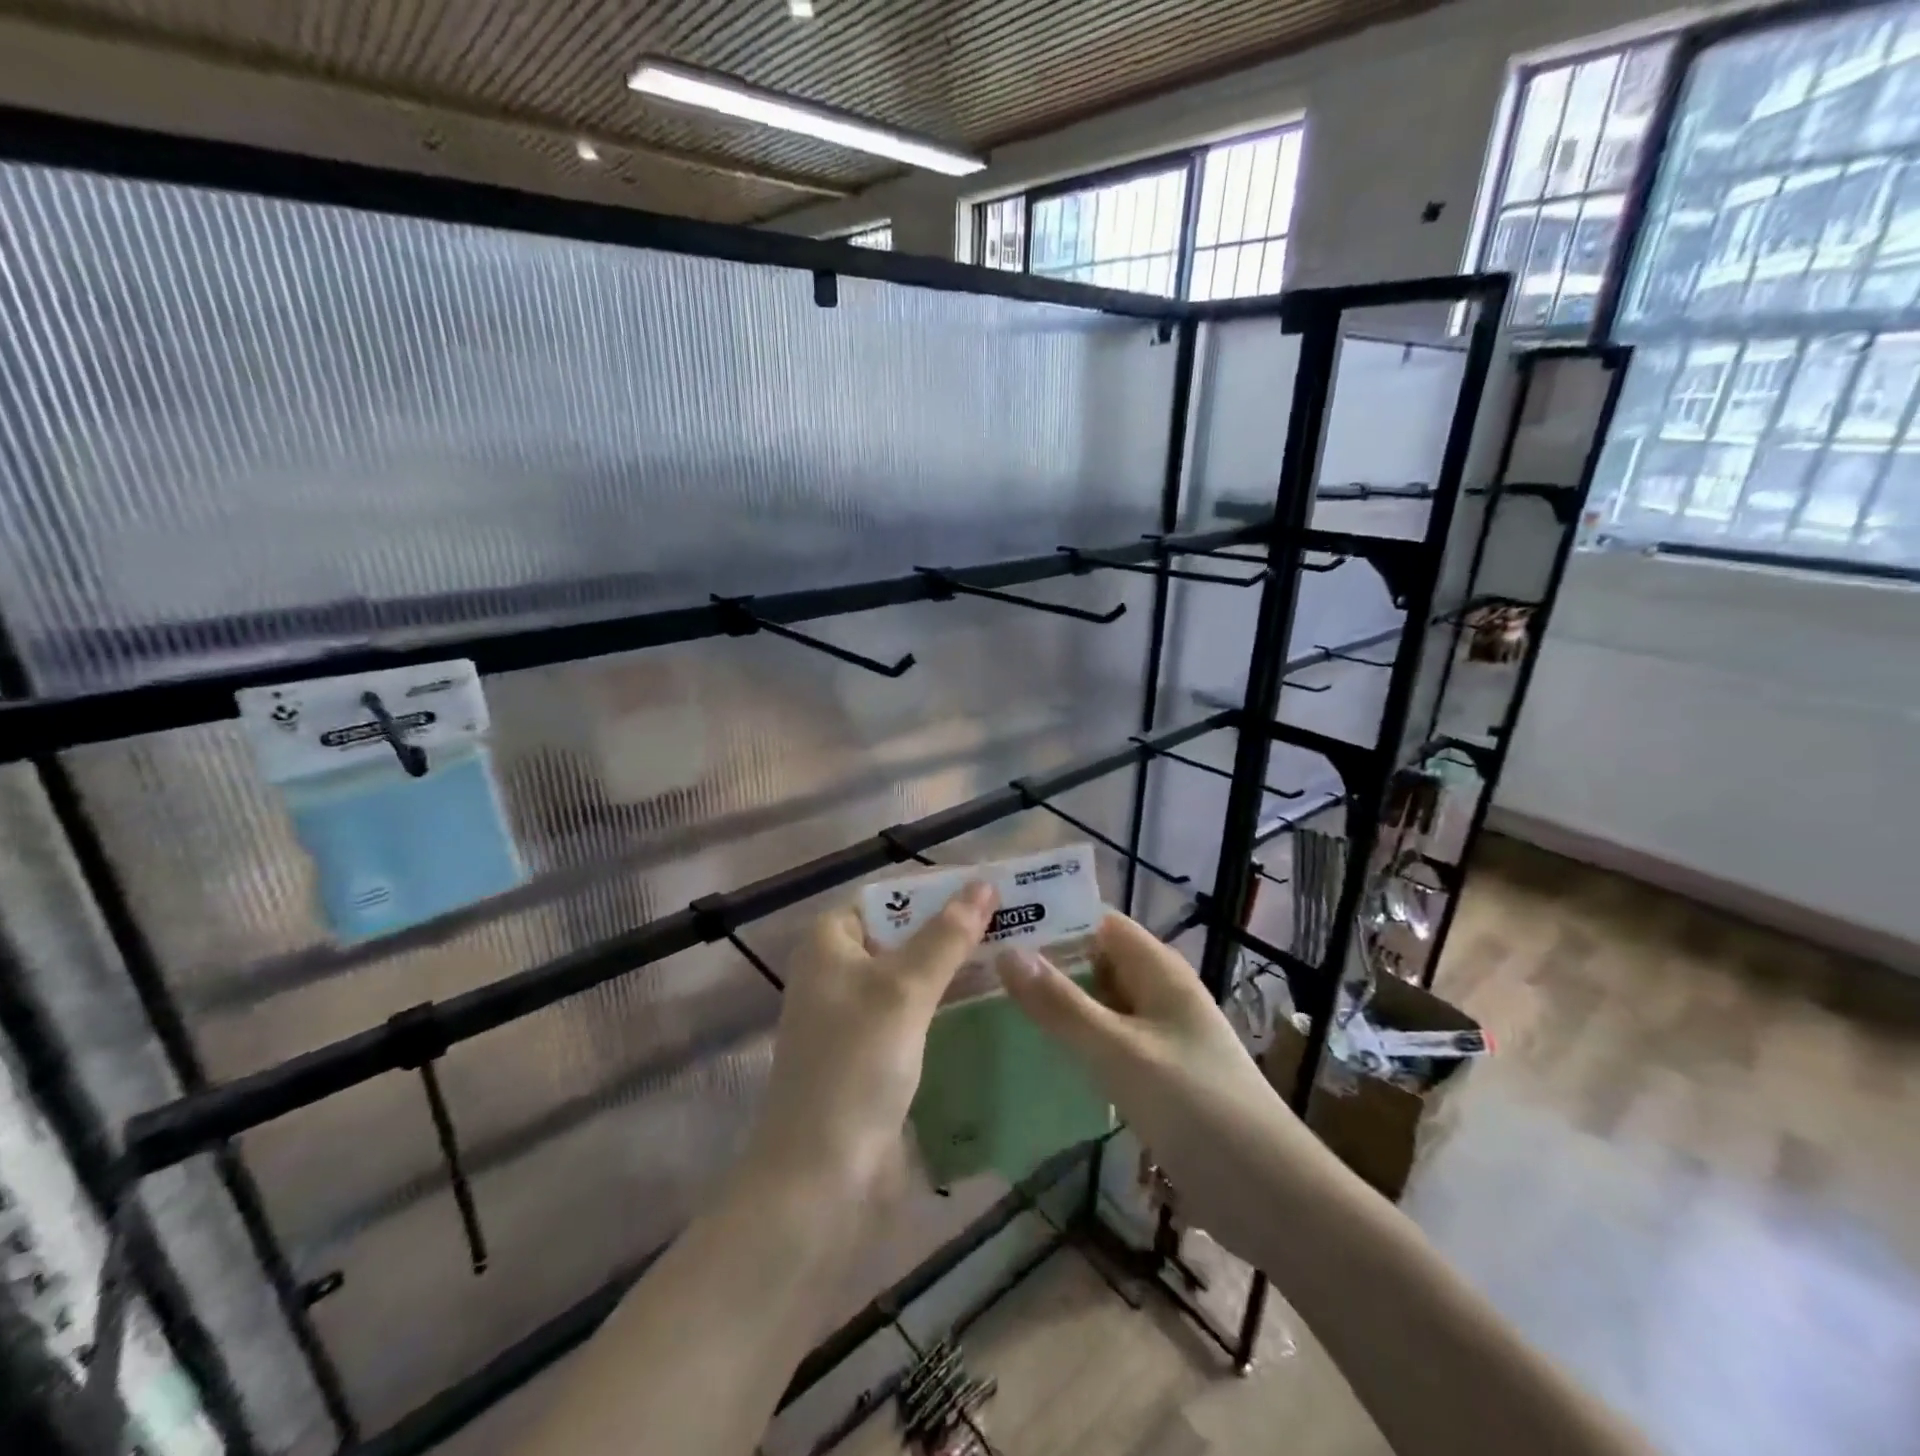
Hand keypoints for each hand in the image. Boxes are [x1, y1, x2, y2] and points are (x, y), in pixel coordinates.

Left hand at [744, 882, 998, 1197]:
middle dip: (954, 928)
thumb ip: (946, 936)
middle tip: (1016, 920)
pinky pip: (916, 1013)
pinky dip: (948, 1003)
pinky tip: (992, 1000)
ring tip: (1016, 954)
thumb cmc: (855, 1065)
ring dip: (956, 966)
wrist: (821, 1178)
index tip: (992, 888)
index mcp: (830, 942)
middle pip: (904, 934)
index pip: (890, 897)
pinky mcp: (874, 1054)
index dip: (937, 889)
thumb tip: (984, 883)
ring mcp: (856, 1015)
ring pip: (914, 975)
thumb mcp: (904, 990)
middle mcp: (838, 971)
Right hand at [995, 911, 1299, 1252]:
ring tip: (994, 1007)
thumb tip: (1008, 951)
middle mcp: (1158, 995)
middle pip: (1095, 962)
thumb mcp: (1121, 1053)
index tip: (997, 925)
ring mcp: (1158, 1039)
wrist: (1274, 1201)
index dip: (1053, 918)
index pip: (1099, 923)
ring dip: (1056, 1004)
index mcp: (1159, 971)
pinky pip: (1106, 1045)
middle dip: (1046, 963)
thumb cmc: (1199, 1110)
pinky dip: (1074, 1043)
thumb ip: (1062, 1005)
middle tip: (981, 970)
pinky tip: (1036, 1057)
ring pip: (1098, 1006)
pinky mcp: (1156, 1079)